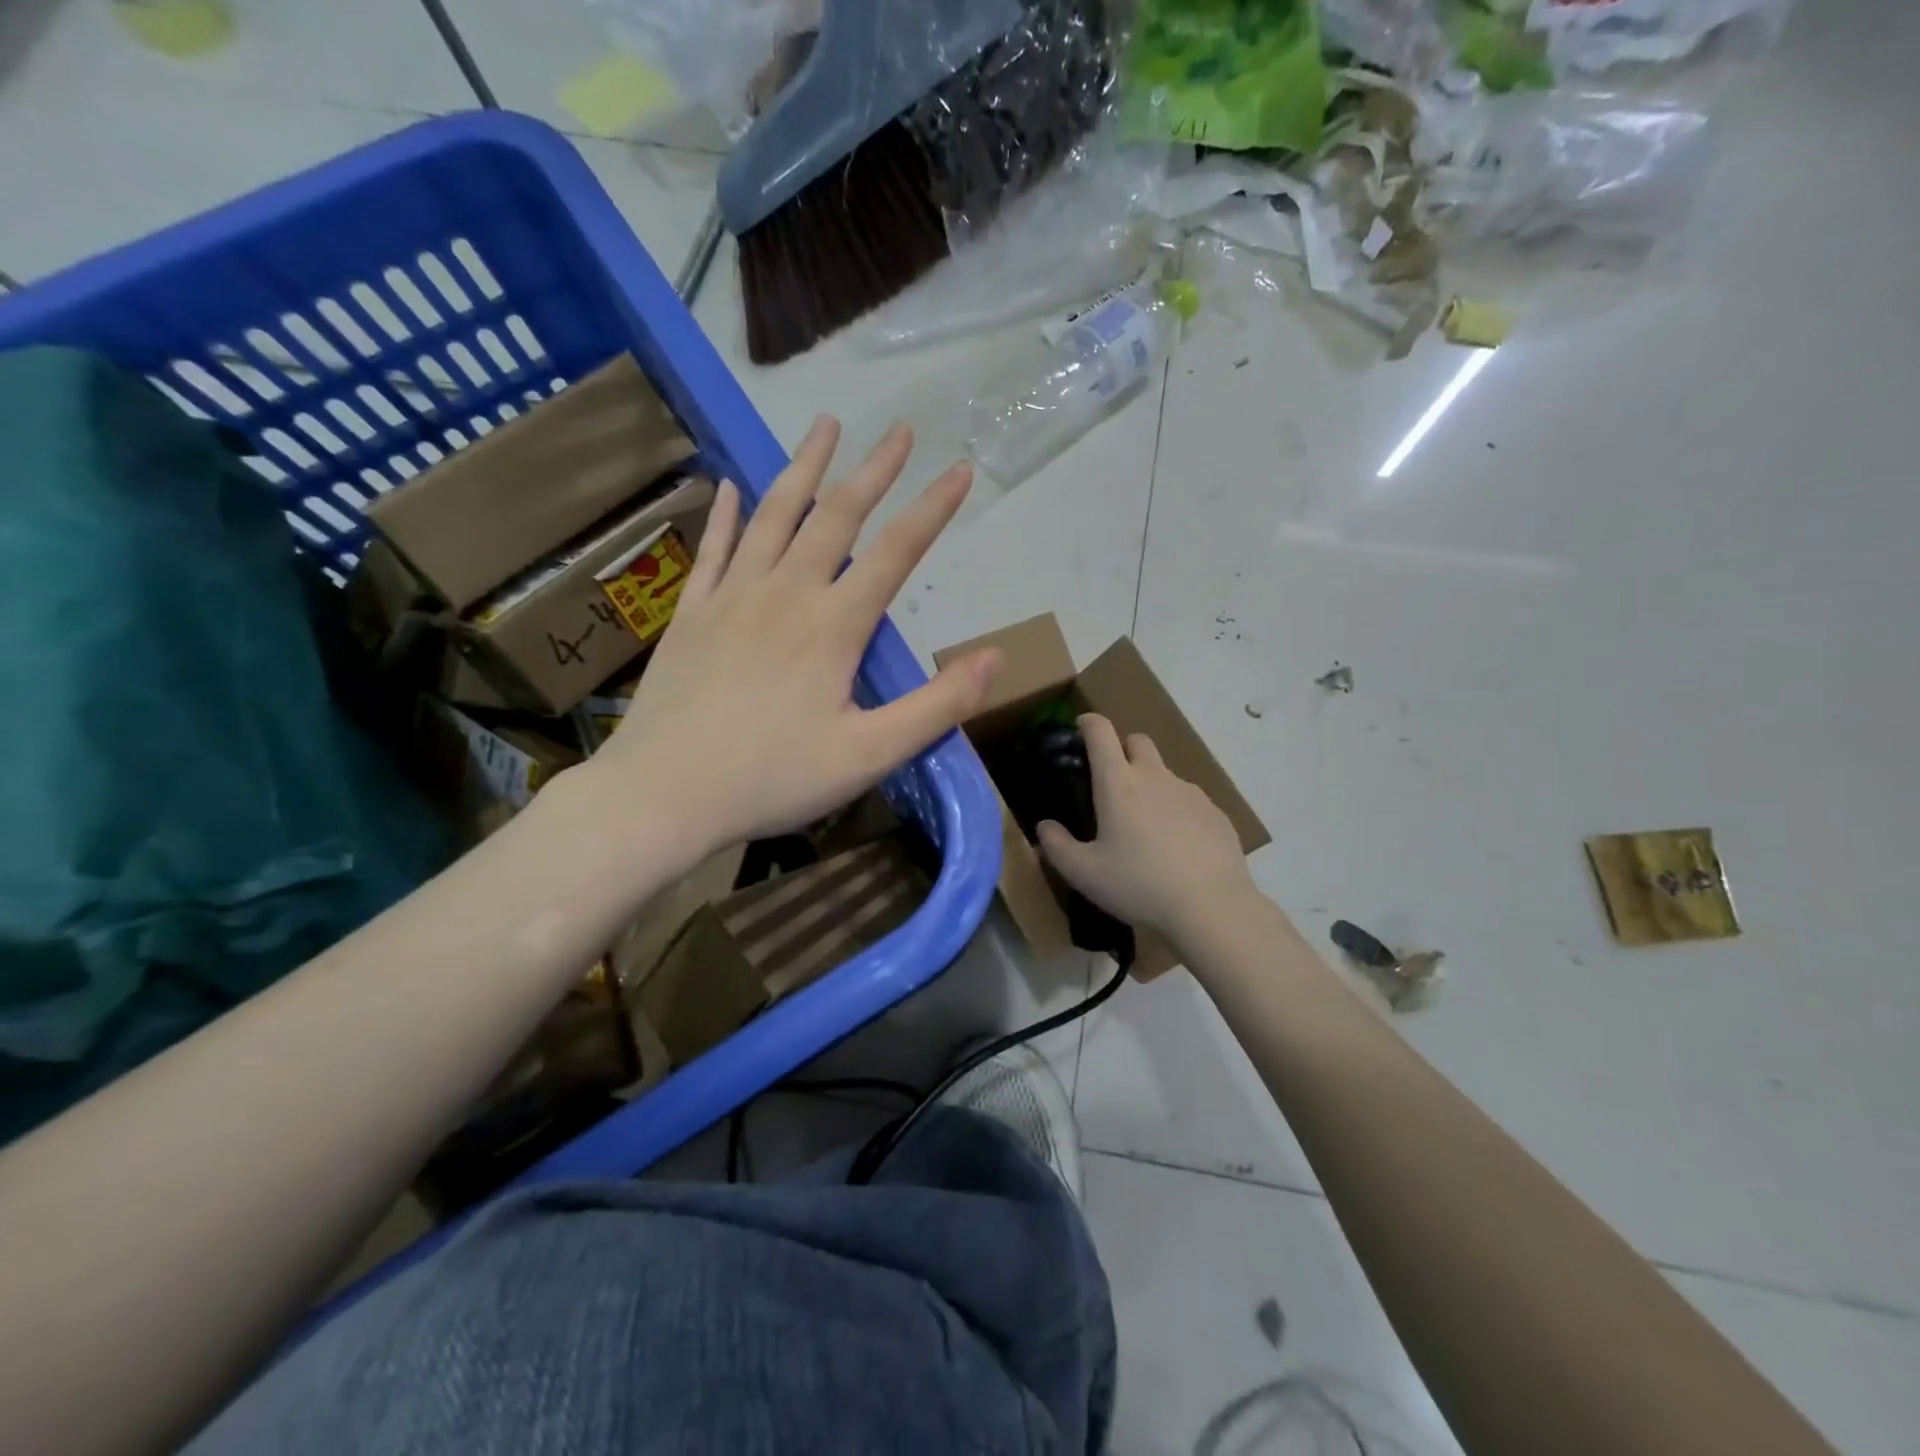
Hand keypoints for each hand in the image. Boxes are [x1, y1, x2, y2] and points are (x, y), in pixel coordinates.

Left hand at [590, 417, 1001, 856]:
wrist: (665, 794)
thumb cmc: (773, 778)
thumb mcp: (870, 755)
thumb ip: (937, 706)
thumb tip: (995, 658)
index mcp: (833, 626)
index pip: (895, 552)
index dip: (933, 509)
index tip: (961, 470)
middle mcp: (785, 593)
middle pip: (836, 516)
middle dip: (874, 470)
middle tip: (900, 430)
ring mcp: (732, 596)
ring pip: (774, 514)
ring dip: (804, 467)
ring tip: (825, 425)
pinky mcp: (691, 612)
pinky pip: (713, 547)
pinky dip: (727, 512)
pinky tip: (732, 484)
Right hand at [1037, 714, 1257, 949]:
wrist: (1212, 907)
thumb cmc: (1138, 885)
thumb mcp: (1084, 873)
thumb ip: (1057, 846)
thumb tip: (1045, 826)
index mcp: (1118, 783)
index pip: (1101, 732)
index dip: (1088, 723)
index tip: (1081, 728)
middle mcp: (1155, 777)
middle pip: (1138, 741)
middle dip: (1123, 749)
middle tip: (1112, 783)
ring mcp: (1190, 793)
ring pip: (1166, 772)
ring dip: (1151, 784)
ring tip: (1145, 826)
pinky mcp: (1216, 813)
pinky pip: (1190, 800)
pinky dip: (1177, 811)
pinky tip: (1177, 847)